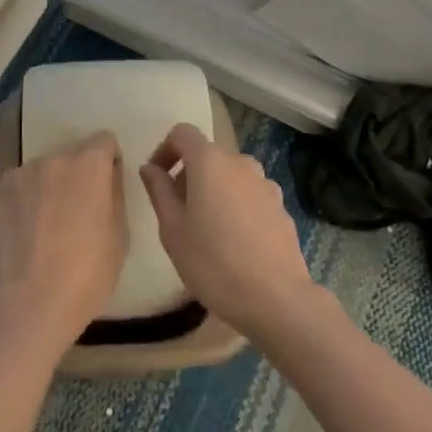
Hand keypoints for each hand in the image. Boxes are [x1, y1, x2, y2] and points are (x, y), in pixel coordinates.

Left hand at [0, 133, 127, 358]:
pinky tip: (26, 228)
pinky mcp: (0, 189)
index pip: (104, 140)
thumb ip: (115, 193)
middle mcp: (56, 157)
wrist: (32, 304)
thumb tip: (109, 175)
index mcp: (90, 164)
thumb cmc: (87, 274)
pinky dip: (27, 197)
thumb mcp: (120, 235)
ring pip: (46, 169)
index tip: (106, 186)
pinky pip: (22, 183)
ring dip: (51, 184)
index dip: (108, 161)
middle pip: (74, 153)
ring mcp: (24, 172)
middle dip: (79, 173)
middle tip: (78, 209)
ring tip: (48, 223)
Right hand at [139, 123, 317, 338]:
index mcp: (210, 161)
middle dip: (188, 175)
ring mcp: (265, 183)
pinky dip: (236, 206)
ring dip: (214, 191)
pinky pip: (249, 195)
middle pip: (207, 155)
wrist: (276, 298)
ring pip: (230, 176)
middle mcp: (240, 162)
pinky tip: (235, 243)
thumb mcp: (172, 229)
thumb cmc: (213, 262)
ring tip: (207, 230)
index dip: (165, 149)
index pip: (182, 133)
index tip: (157, 179)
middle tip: (178, 213)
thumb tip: (150, 168)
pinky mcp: (281, 206)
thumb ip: (159, 191)